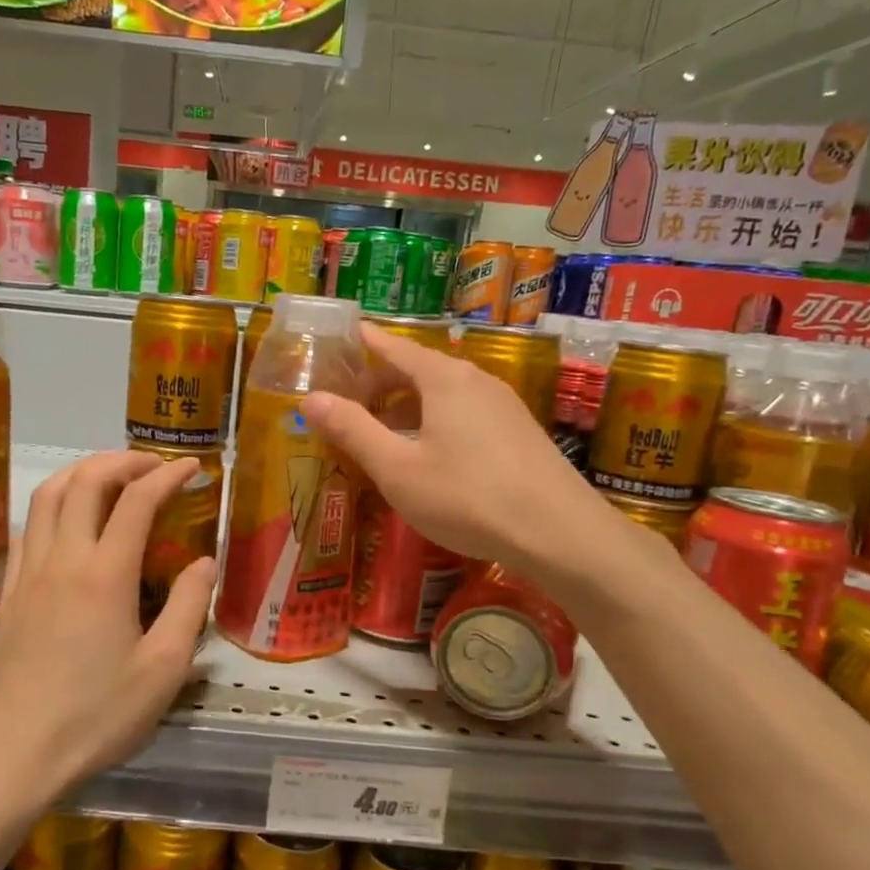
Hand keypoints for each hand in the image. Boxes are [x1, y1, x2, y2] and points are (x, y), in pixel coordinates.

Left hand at [0, 451, 214, 801]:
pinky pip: (27, 529)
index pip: (137, 500)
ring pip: (47, 497)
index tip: (192, 468)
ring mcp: (28, 574)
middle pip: (85, 482)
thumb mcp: (162, 669)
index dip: (167, 475)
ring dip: (82, 474)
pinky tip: (67, 522)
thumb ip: (187, 607)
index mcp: (105, 574)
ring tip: (111, 478)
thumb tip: (204, 562)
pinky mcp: (8, 594)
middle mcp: (62, 560)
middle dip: (122, 460)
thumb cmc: (96, 716)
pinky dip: (53, 506)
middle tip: (153, 465)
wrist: (13, 754)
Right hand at [301, 323, 606, 572]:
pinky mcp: (518, 433)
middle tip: (348, 402)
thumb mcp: (397, 468)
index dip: (366, 342)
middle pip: (419, 369)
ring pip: (444, 394)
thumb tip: (310, 398)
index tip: (343, 335)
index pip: (395, 347)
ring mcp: (503, 406)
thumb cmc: (467, 497)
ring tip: (382, 431)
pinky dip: (435, 421)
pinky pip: (465, 413)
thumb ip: (353, 431)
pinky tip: (428, 454)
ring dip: (408, 406)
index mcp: (444, 379)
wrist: (559, 534)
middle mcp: (476, 381)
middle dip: (381, 382)